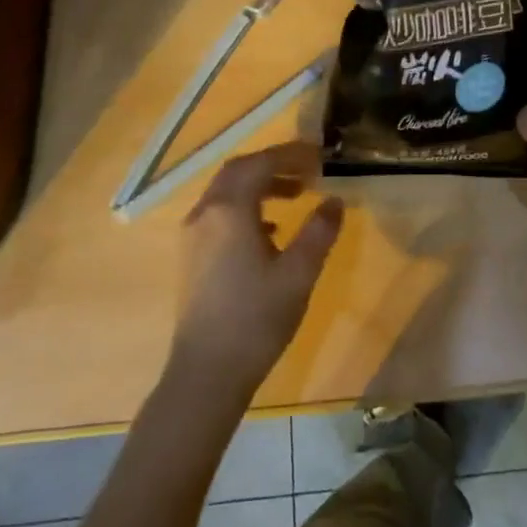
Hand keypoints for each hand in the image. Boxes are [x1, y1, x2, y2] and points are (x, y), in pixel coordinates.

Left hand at [170, 142, 344, 399]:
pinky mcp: (192, 257)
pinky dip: (247, 208)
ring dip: (260, 185)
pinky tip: (271, 231)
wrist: (207, 373)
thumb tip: (334, 200)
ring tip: (296, 196)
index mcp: (229, 210)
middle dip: (274, 164)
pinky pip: (220, 214)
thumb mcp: (299, 273)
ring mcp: (193, 236)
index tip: (320, 155)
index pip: (260, 163)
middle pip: (238, 172)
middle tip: (308, 171)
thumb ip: (319, 231)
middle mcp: (205, 213)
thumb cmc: (256, 318)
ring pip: (226, 192)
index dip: (291, 154)